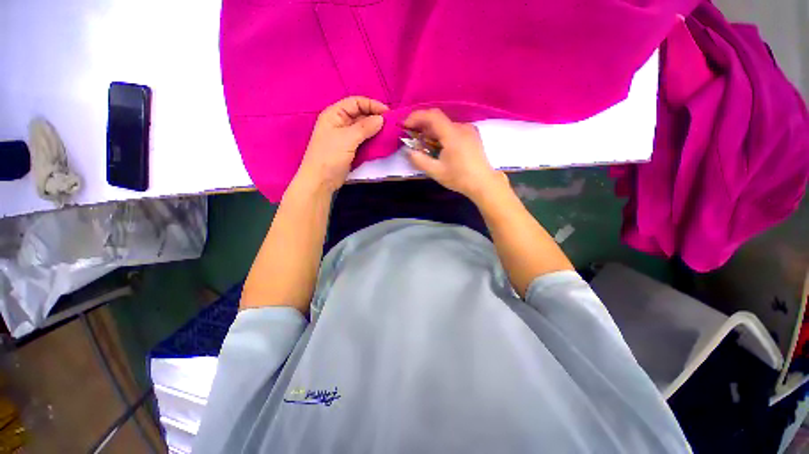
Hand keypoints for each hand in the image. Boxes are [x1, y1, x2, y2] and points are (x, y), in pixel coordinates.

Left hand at [295, 96, 388, 193]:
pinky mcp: (351, 148)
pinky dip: (373, 140)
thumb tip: (381, 119)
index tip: (387, 113)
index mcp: (335, 114)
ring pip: (364, 128)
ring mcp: (346, 136)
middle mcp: (340, 122)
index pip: (356, 102)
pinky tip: (382, 142)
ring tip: (389, 133)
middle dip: (375, 117)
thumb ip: (365, 128)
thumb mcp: (347, 139)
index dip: (372, 105)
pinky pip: (364, 140)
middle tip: (391, 124)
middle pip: (361, 114)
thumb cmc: (330, 157)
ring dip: (376, 129)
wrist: (321, 181)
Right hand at [404, 108, 507, 201]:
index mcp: (453, 134)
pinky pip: (453, 129)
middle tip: (412, 136)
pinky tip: (438, 145)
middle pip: (438, 120)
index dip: (416, 117)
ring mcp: (469, 130)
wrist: (483, 183)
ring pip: (445, 125)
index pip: (432, 116)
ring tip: (423, 143)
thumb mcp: (436, 172)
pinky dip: (442, 133)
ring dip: (432, 131)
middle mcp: (462, 127)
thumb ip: (419, 160)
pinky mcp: (472, 135)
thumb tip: (408, 151)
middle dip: (422, 125)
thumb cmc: (459, 178)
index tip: (405, 125)